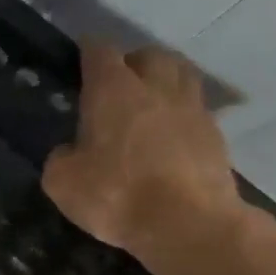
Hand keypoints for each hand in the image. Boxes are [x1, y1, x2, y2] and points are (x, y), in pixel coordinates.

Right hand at [42, 42, 246, 264]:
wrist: (187, 223)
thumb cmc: (116, 195)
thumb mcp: (62, 182)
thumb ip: (60, 158)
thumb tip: (70, 151)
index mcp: (113, 90)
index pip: (100, 52)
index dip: (88, 51)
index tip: (81, 57)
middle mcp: (156, 87)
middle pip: (148, 55)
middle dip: (132, 62)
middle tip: (119, 83)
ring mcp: (192, 108)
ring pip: (180, 75)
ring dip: (164, 80)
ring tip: (151, 100)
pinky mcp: (215, 134)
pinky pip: (196, 110)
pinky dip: (182, 114)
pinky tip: (172, 134)